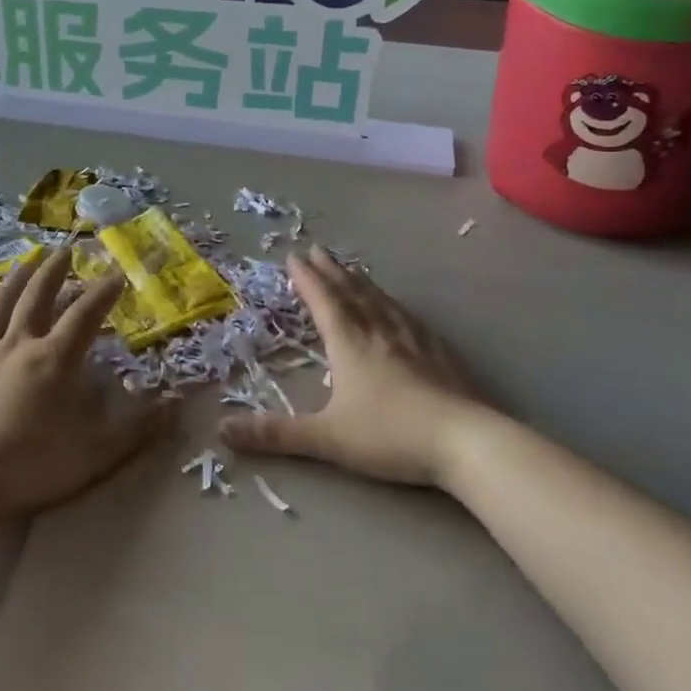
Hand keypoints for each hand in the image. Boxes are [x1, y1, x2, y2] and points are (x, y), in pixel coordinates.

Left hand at [0, 249, 167, 524]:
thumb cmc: (30, 465)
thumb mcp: (94, 454)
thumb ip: (136, 430)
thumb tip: (176, 407)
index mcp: (55, 360)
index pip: (85, 316)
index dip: (103, 293)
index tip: (116, 274)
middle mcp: (19, 345)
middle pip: (39, 298)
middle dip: (55, 272)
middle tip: (65, 249)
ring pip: (2, 305)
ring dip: (17, 279)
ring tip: (27, 259)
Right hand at [219, 245, 499, 488]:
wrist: (466, 441)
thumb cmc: (390, 434)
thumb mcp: (327, 438)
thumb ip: (276, 434)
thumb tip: (224, 430)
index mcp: (350, 344)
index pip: (324, 301)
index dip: (307, 278)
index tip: (294, 256)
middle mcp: (379, 332)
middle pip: (352, 293)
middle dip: (332, 271)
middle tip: (318, 249)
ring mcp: (413, 341)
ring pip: (381, 301)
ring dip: (361, 282)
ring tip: (351, 269)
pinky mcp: (439, 354)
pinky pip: (408, 318)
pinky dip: (394, 305)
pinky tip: (400, 309)